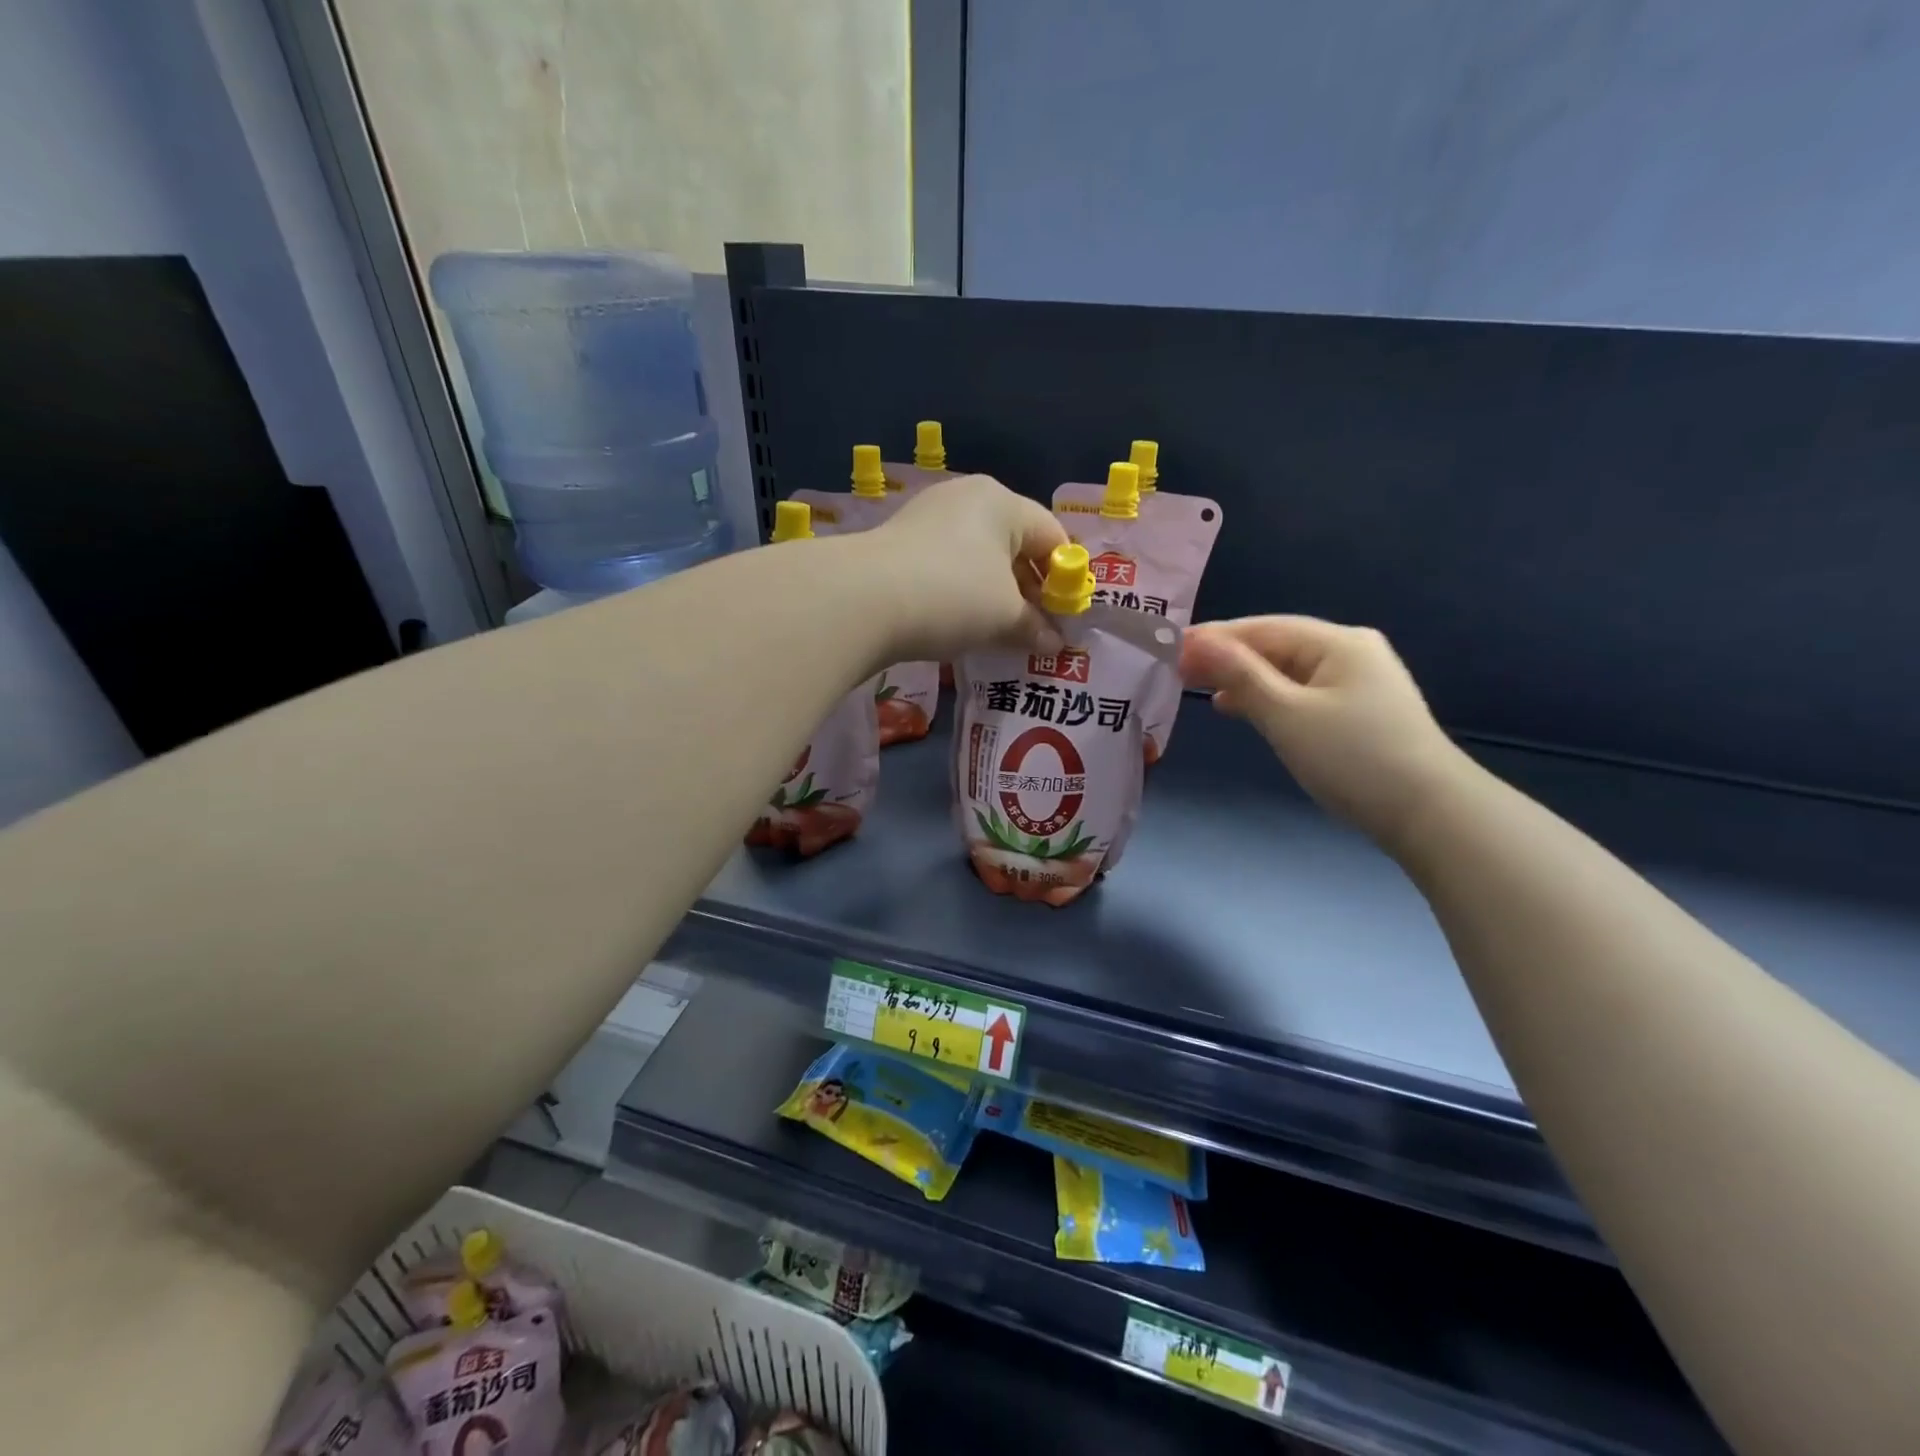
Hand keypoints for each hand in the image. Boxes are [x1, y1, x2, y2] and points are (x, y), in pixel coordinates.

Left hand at [862, 475, 1067, 660]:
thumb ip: (1035, 628)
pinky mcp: (898, 545)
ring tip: (1000, 634)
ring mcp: (927, 519)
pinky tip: (959, 624)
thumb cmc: (952, 596)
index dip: (1066, 579)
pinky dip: (961, 594)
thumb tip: (1055, 645)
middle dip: (1029, 590)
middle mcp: (965, 499)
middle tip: (1036, 631)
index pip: (1052, 536)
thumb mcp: (1004, 617)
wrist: (861, 600)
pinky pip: (947, 568)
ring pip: (978, 559)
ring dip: (995, 596)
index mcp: (1001, 502)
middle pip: (1014, 545)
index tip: (1065, 619)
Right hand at [1180, 617, 1468, 851]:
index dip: (1213, 637)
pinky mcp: (1359, 710)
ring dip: (1244, 678)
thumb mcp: (1287, 714)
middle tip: (1177, 672)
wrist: (1429, 813)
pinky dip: (1268, 697)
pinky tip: (1242, 709)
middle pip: (1275, 645)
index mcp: (1337, 642)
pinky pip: (1301, 692)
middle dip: (1226, 657)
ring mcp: (1359, 681)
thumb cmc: (1353, 758)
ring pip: (1286, 671)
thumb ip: (1240, 675)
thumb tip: (1196, 641)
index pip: (1261, 628)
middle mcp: (1351, 651)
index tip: (1169, 649)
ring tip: (1202, 689)